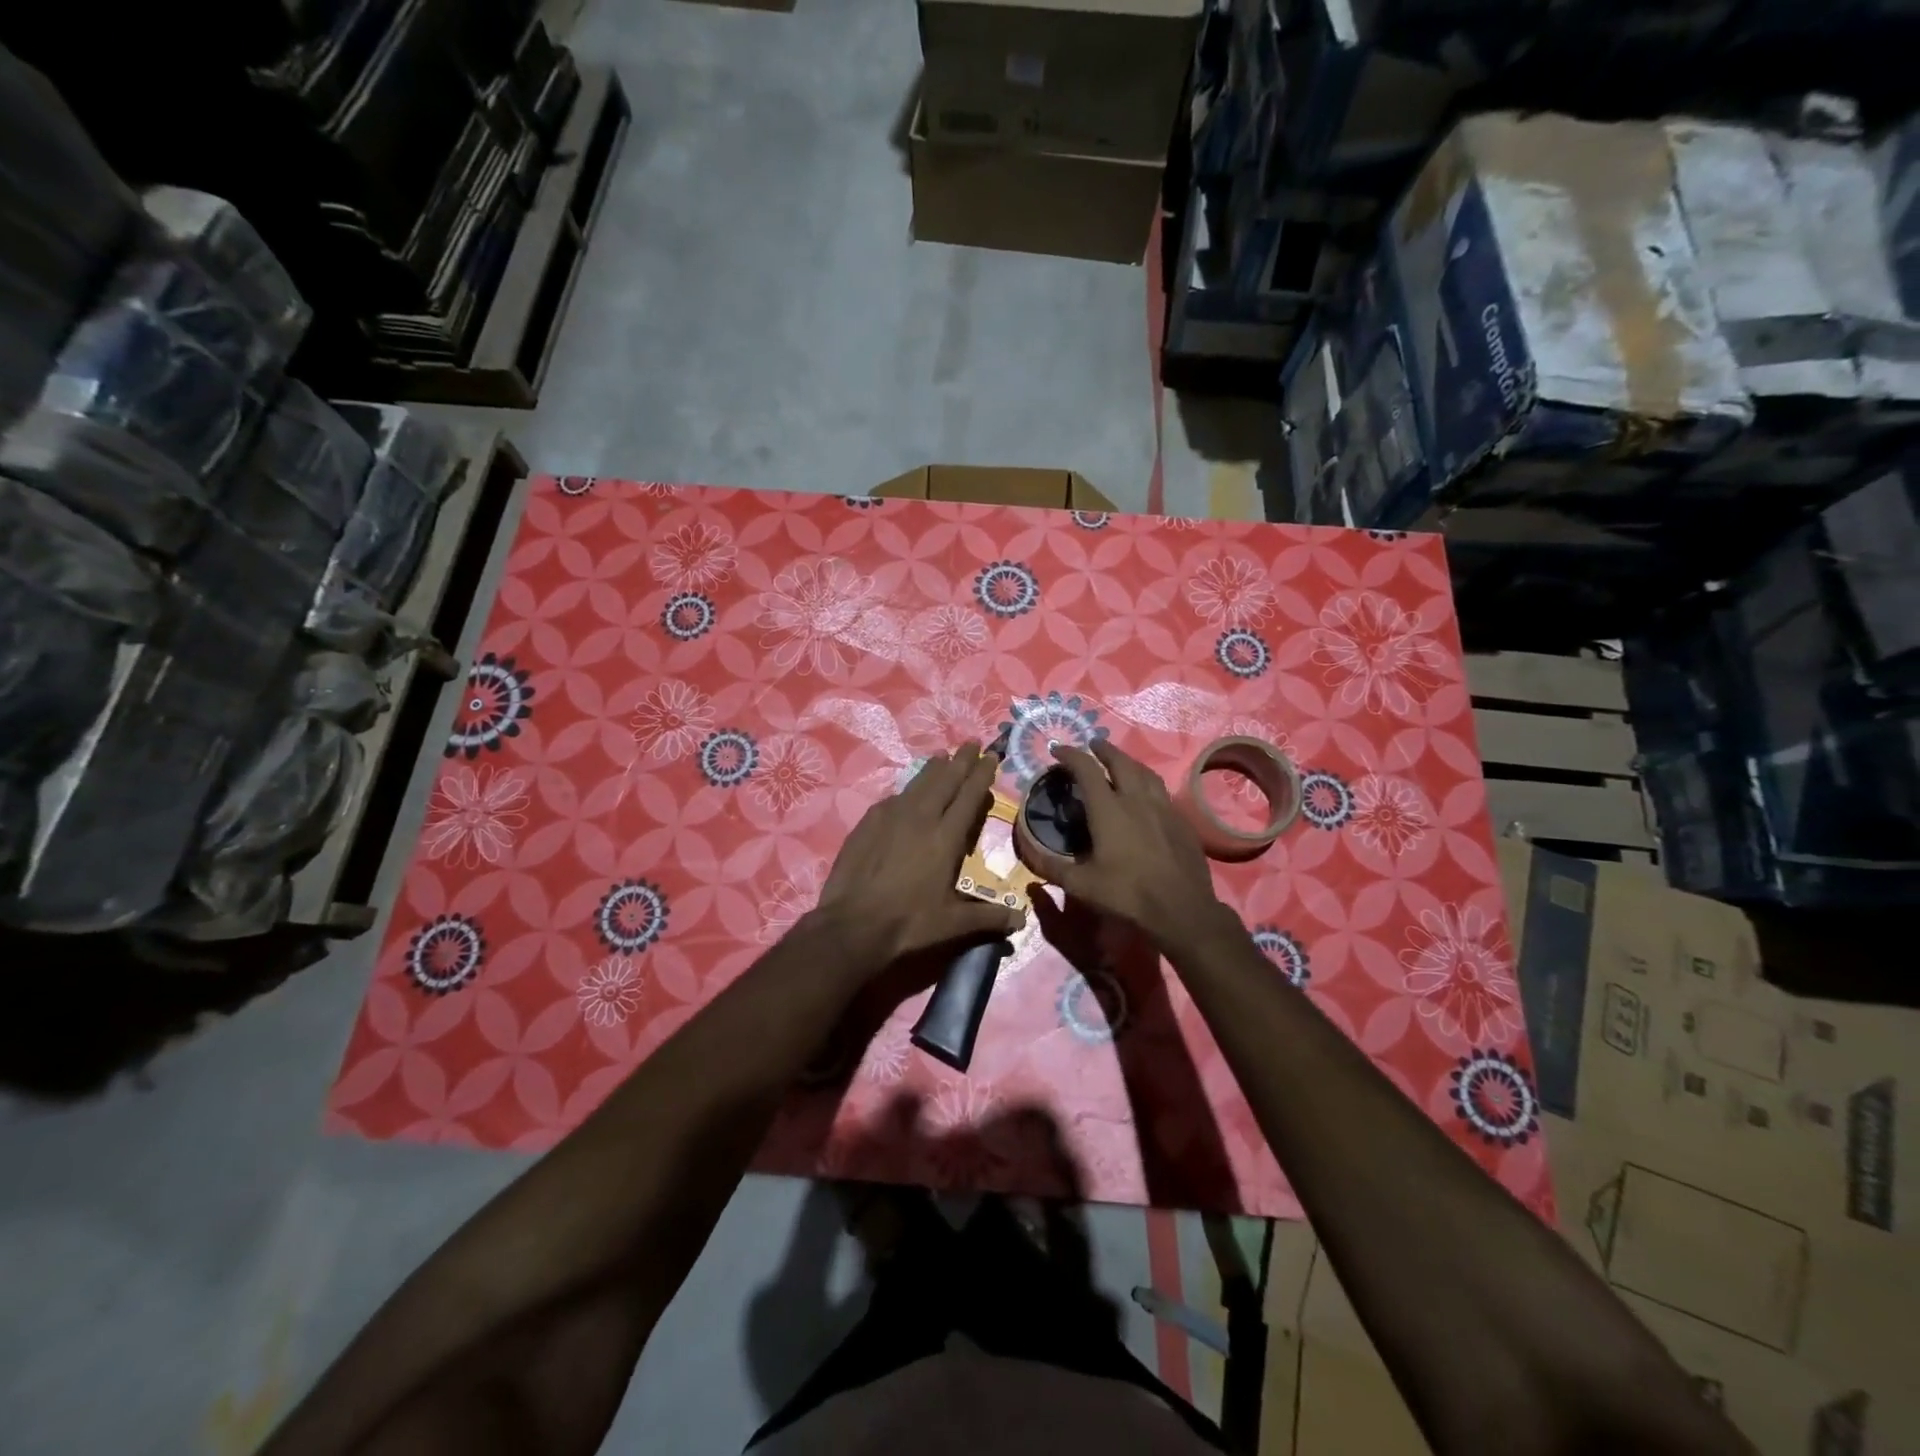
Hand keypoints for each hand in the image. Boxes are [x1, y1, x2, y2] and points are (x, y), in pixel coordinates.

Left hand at [811, 743, 1024, 974]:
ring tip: (943, 756)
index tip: (991, 756)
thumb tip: (1021, 920)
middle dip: (961, 761)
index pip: (969, 797)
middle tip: (972, 743)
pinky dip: (907, 790)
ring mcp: (890, 818)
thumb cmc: (908, 924)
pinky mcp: (867, 823)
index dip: (982, 775)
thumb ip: (989, 917)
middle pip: (945, 781)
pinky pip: (893, 799)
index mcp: (945, 838)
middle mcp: (920, 819)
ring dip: (933, 769)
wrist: (851, 925)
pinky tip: (907, 792)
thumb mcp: (953, 924)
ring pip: (918, 784)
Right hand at [1044, 740, 1230, 949]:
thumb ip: (1052, 866)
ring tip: (1121, 762)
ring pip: (1146, 773)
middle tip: (1093, 745)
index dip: (1070, 755)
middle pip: (1120, 762)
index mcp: (1109, 809)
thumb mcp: (1081, 885)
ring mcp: (1164, 809)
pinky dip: (1149, 785)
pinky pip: (1162, 793)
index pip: (1086, 770)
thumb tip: (1028, 852)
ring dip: (1129, 762)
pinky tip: (1147, 797)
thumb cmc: (1127, 894)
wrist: (1182, 910)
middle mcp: (1136, 800)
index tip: (1058, 749)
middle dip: (1104, 749)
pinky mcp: (1182, 822)